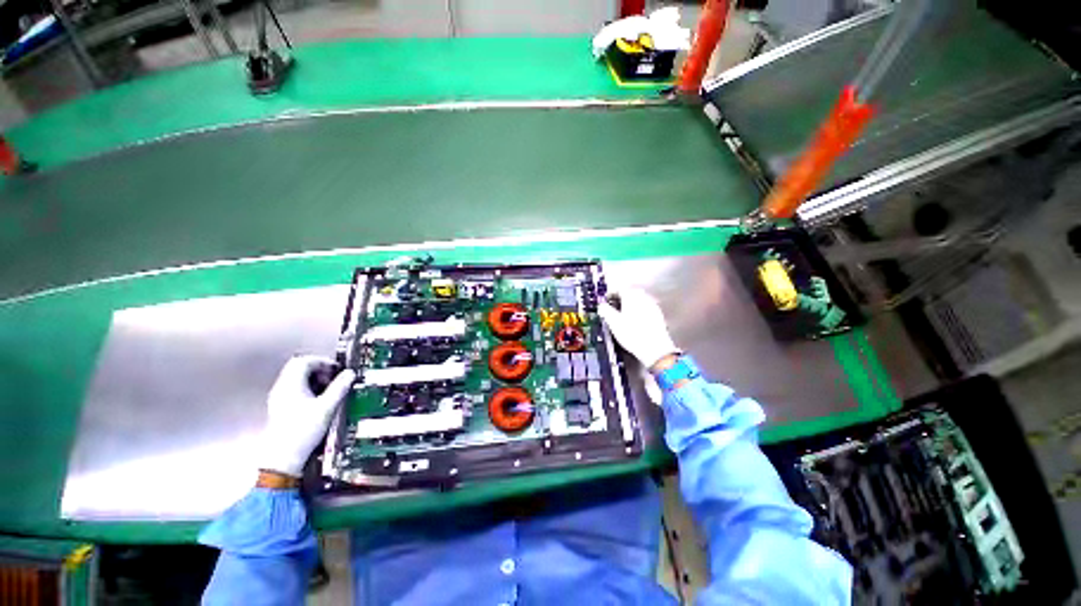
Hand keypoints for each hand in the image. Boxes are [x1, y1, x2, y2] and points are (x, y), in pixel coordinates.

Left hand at [260, 355, 355, 477]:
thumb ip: (339, 388)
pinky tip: (319, 401)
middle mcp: (282, 389)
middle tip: (334, 377)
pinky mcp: (281, 409)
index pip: (304, 361)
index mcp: (290, 385)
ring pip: (297, 378)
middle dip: (319, 369)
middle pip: (299, 367)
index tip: (336, 368)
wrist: (282, 458)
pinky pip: (294, 389)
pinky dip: (308, 389)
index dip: (323, 361)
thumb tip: (349, 375)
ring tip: (328, 389)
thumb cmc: (301, 433)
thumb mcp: (327, 407)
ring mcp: (279, 399)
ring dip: (314, 379)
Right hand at [597, 289, 678, 370]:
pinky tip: (633, 322)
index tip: (605, 301)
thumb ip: (605, 310)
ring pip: (638, 301)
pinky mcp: (657, 316)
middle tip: (612, 307)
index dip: (610, 295)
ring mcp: (652, 306)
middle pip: (629, 294)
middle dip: (620, 299)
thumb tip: (602, 306)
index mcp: (631, 296)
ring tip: (622, 315)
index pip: (619, 289)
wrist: (655, 349)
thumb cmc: (632, 334)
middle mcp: (643, 298)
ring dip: (629, 305)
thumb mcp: (613, 322)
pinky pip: (644, 309)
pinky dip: (637, 312)